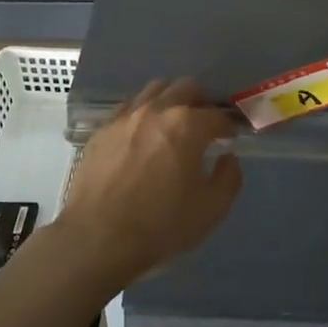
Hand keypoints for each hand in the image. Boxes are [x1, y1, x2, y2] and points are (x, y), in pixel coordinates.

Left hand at [56, 79, 242, 286]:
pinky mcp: (102, 129)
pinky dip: (143, 113)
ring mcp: (126, 116)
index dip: (228, 126)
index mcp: (187, 126)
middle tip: (203, 126)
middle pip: (186, 88)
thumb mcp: (210, 210)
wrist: (97, 238)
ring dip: (171, 100)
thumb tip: (227, 158)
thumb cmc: (160, 226)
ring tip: (172, 125)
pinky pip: (129, 107)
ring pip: (155, 90)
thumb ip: (228, 178)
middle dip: (201, 103)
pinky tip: (142, 136)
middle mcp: (157, 110)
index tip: (230, 138)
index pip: (217, 115)